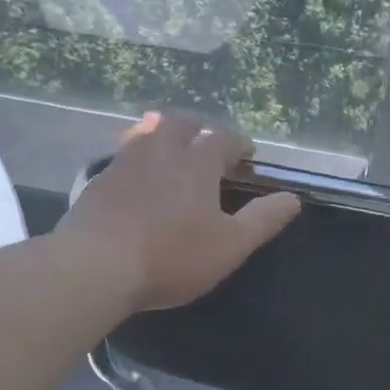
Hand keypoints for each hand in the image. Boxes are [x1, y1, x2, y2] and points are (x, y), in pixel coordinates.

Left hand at [57, 112, 301, 311]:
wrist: (96, 265)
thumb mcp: (230, 245)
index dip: (239, 144)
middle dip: (197, 130)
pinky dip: (134, 158)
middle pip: (181, 124)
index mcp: (197, 162)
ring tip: (168, 151)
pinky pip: (121, 156)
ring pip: (146, 133)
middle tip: (204, 145)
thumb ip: (263, 220)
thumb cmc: (172, 256)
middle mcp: (161, 150)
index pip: (224, 138)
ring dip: (162, 135)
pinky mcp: (98, 179)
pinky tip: (133, 177)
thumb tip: (293, 198)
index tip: (246, 154)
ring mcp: (125, 161)